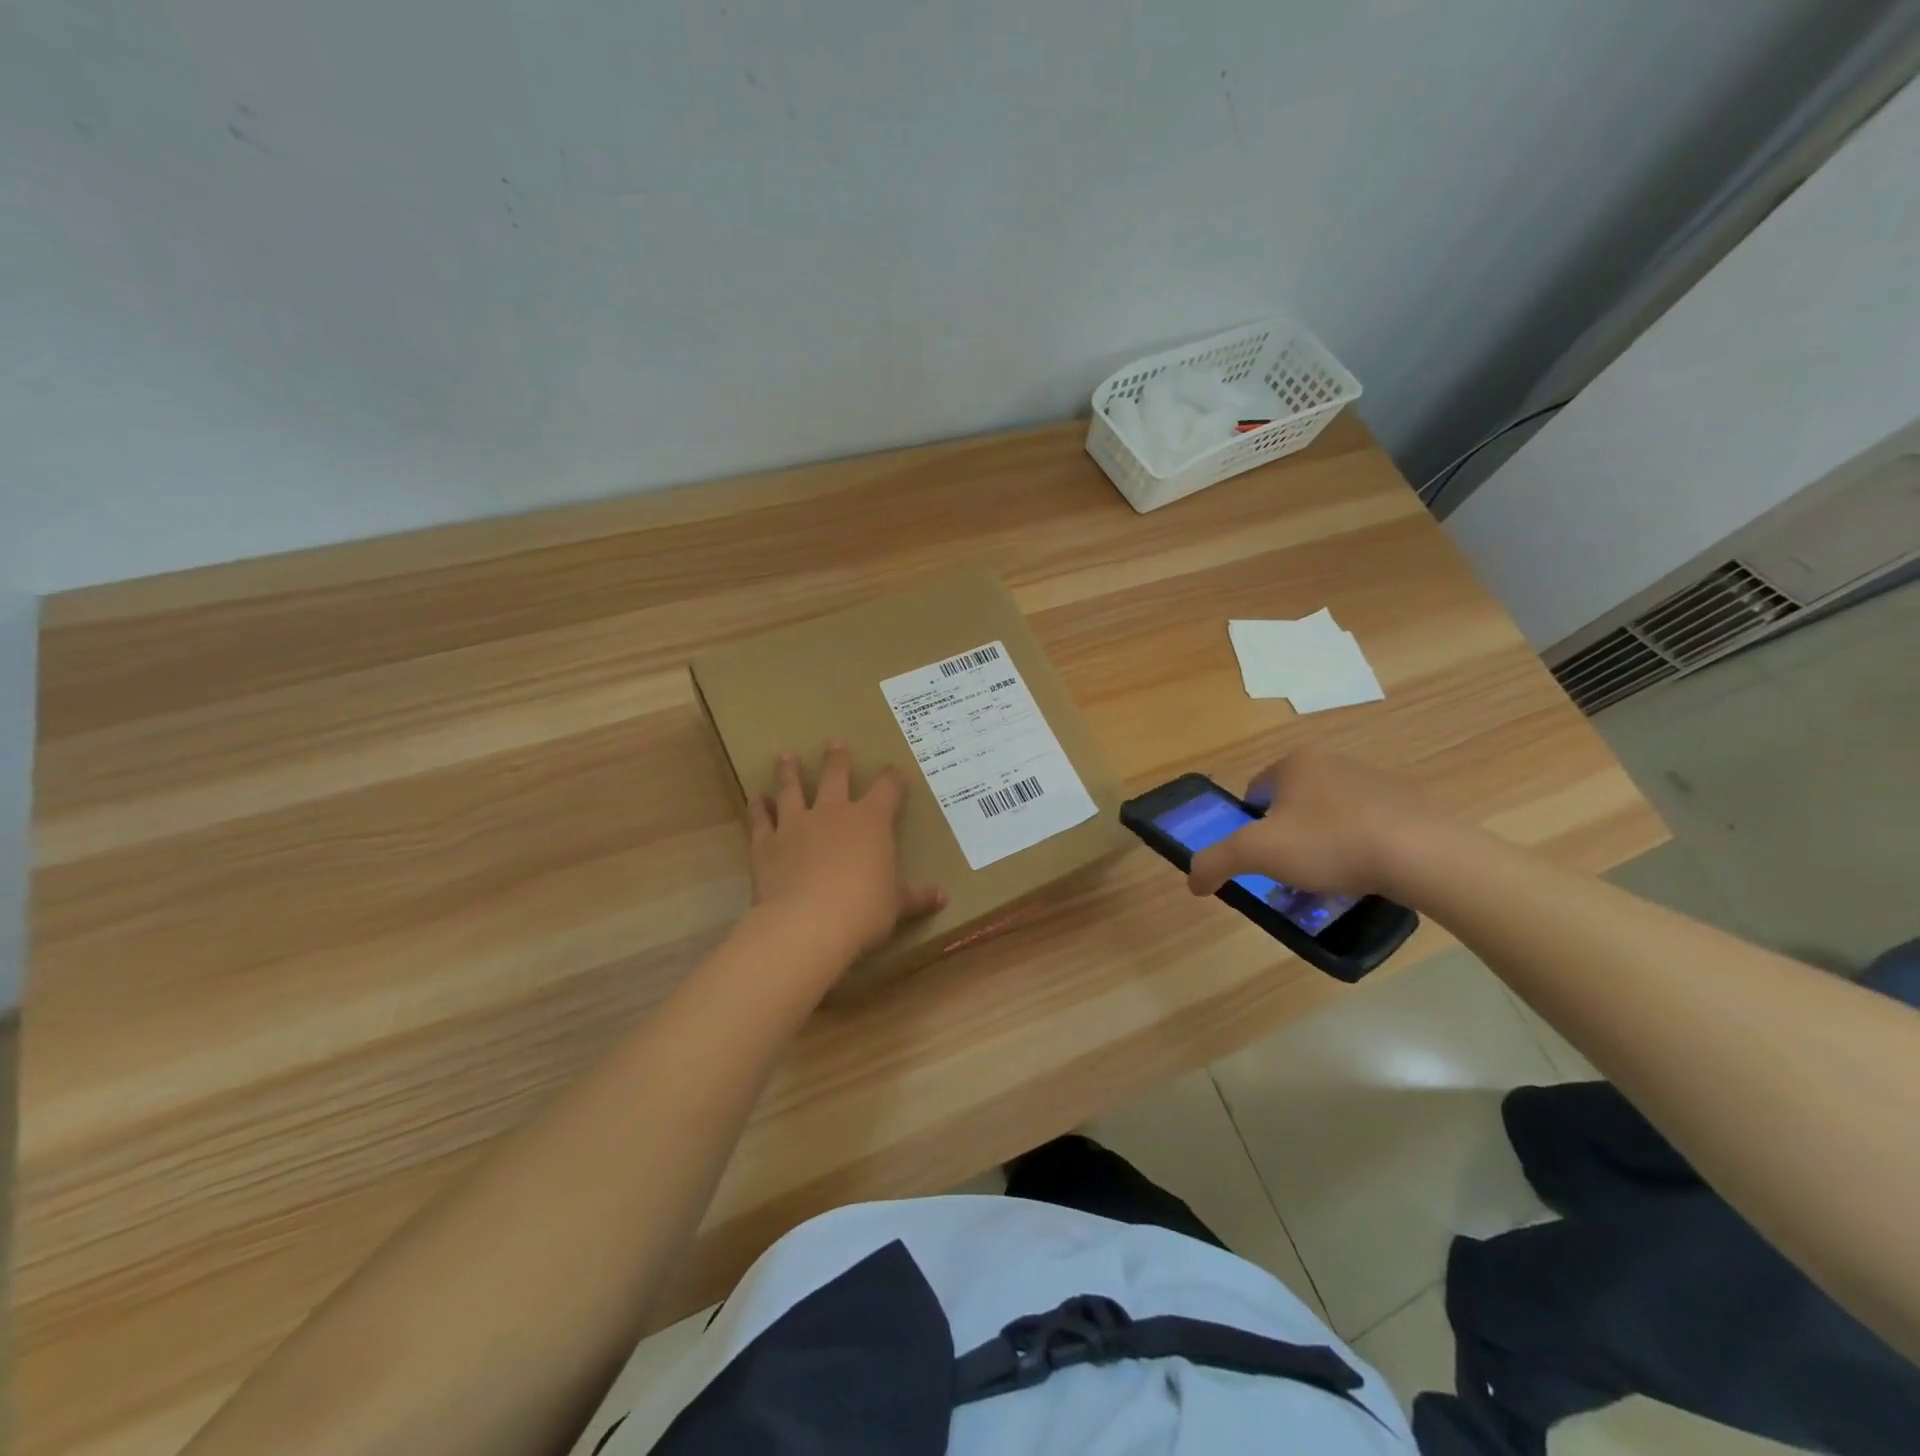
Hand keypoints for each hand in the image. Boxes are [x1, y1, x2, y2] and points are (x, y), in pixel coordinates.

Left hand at [747, 743, 945, 965]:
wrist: (808, 924)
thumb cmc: (864, 910)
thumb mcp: (897, 904)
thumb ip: (917, 896)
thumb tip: (943, 897)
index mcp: (871, 822)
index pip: (887, 790)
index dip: (893, 779)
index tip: (895, 771)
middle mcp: (833, 813)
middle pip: (836, 777)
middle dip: (837, 760)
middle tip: (835, 743)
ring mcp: (796, 825)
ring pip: (792, 789)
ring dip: (789, 772)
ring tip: (786, 756)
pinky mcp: (767, 844)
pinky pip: (761, 820)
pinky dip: (757, 808)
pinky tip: (755, 797)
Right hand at [1187, 749, 1442, 900]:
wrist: (1421, 855)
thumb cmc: (1328, 843)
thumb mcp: (1256, 853)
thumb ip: (1215, 862)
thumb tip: (1192, 880)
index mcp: (1295, 763)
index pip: (1256, 789)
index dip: (1249, 822)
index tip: (1257, 854)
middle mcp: (1333, 762)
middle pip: (1293, 802)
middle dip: (1287, 834)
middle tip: (1289, 870)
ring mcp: (1375, 781)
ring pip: (1331, 814)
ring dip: (1322, 841)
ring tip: (1328, 879)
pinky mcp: (1408, 805)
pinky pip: (1368, 826)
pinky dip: (1358, 846)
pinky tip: (1363, 874)